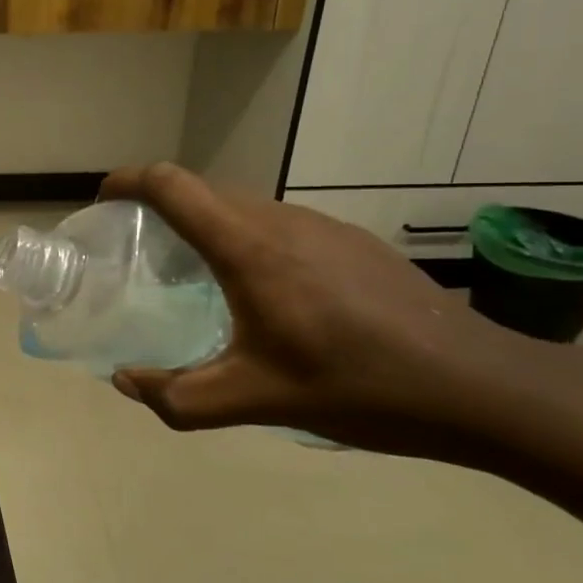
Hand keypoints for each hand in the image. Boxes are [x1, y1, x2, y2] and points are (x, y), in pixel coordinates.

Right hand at [102, 164, 530, 458]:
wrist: (478, 384)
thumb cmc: (356, 386)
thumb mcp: (255, 400)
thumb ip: (178, 396)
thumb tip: (125, 382)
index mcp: (248, 247)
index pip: (172, 184)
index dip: (129, 181)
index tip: (104, 200)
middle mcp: (280, 220)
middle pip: (202, 191)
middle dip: (159, 209)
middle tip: (139, 252)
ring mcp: (322, 225)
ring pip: (242, 207)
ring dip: (206, 226)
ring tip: (195, 275)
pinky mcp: (351, 240)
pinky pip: (278, 224)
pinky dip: (246, 240)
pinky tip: (265, 293)